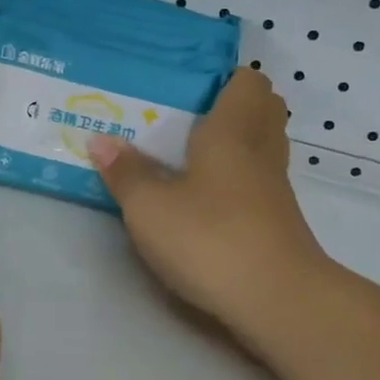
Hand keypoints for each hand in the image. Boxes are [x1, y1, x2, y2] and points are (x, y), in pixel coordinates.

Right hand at [88, 67, 331, 350]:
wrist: (278, 301)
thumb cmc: (210, 239)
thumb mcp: (150, 207)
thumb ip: (125, 172)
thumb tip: (100, 140)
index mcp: (233, 129)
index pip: (248, 81)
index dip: (223, 78)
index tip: (185, 90)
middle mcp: (261, 150)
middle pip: (262, 109)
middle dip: (228, 108)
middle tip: (182, 122)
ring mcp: (275, 188)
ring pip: (261, 147)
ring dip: (233, 145)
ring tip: (187, 158)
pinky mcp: (277, 221)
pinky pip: (258, 181)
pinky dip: (236, 180)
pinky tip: (204, 200)